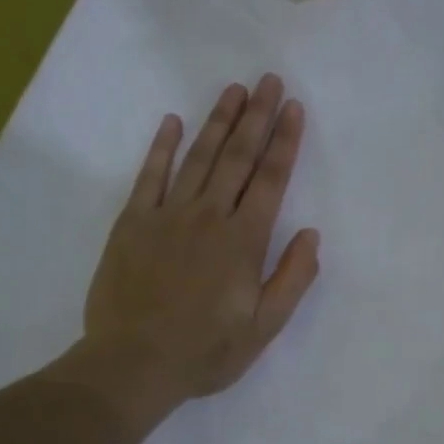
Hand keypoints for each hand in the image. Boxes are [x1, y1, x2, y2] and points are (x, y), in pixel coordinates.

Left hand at [79, 75, 319, 417]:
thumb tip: (311, 235)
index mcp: (243, 242)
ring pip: (198, 158)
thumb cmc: (206, 351)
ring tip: (233, 90)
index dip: (284, 142)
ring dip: (218, 122)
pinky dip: (162, 147)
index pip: (270, 181)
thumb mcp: (264, 328)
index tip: (293, 108)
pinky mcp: (132, 223)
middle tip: (268, 80)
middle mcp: (208, 217)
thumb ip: (292, 279)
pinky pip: (150, 176)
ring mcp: (167, 216)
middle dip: (256, 117)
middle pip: (237, 158)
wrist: (134, 363)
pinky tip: (173, 122)